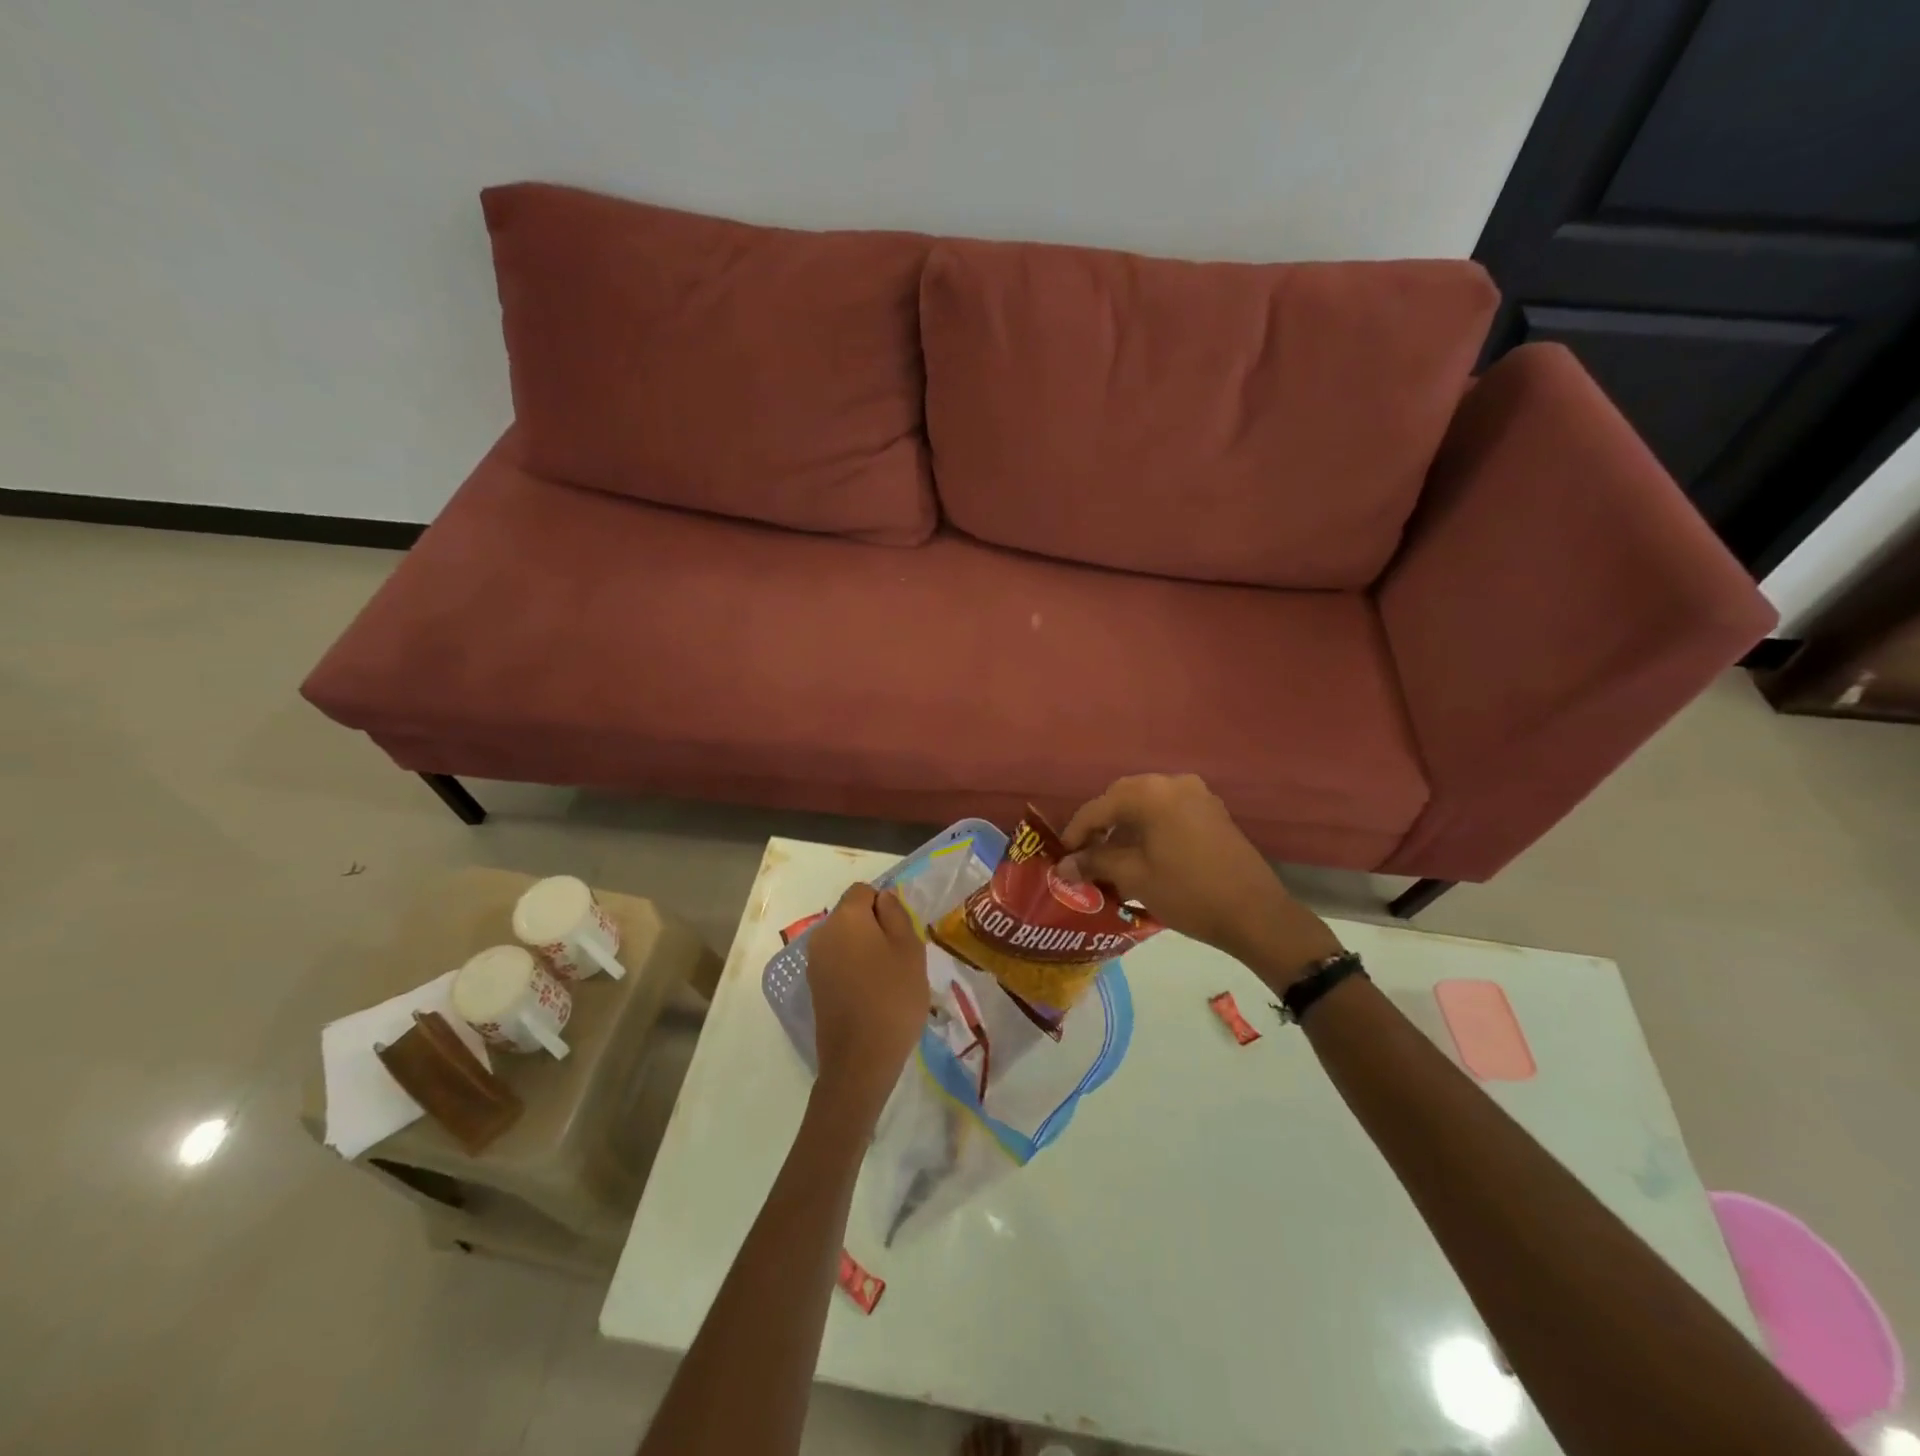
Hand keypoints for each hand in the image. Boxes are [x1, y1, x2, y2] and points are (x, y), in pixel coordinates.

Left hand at [805, 884, 928, 1122]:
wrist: (860, 1060)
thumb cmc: (893, 998)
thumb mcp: (909, 950)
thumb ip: (896, 915)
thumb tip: (883, 899)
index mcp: (846, 917)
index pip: (864, 891)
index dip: (885, 905)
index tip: (901, 932)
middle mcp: (823, 933)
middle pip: (851, 915)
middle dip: (875, 927)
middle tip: (900, 956)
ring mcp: (814, 962)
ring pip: (845, 940)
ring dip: (865, 949)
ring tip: (888, 979)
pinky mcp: (814, 986)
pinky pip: (838, 963)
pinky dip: (854, 969)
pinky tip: (871, 995)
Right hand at [1058, 774, 1342, 988]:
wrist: (1256, 914)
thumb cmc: (1188, 893)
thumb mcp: (1135, 878)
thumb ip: (1095, 864)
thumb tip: (1063, 866)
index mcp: (1151, 794)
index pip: (1099, 807)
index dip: (1076, 831)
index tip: (1062, 855)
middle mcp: (1174, 783)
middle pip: (1123, 797)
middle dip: (1101, 824)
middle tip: (1086, 854)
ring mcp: (1198, 795)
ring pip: (1147, 803)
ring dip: (1126, 826)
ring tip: (1112, 858)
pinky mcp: (1212, 812)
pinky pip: (1169, 811)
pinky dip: (1150, 827)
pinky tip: (1143, 854)